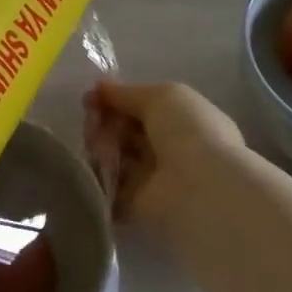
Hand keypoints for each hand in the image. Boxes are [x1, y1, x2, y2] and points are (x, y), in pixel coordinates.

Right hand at [86, 80, 245, 225]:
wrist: (199, 188)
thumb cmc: (188, 132)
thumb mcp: (161, 96)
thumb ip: (127, 92)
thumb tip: (99, 86)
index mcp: (184, 121)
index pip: (142, 108)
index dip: (116, 100)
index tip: (92, 97)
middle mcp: (169, 149)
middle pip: (124, 131)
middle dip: (103, 122)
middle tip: (92, 121)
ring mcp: (152, 179)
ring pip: (113, 156)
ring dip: (99, 145)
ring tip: (97, 144)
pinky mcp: (134, 205)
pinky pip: (108, 185)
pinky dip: (97, 174)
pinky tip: (97, 164)